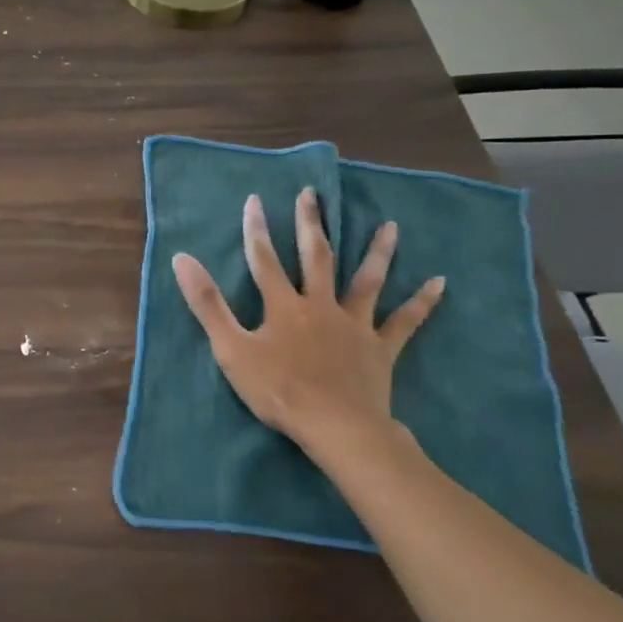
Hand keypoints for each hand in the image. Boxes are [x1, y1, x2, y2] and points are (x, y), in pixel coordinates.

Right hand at [172, 187, 443, 453]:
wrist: (336, 427)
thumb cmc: (278, 390)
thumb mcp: (231, 348)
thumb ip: (207, 303)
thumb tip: (182, 258)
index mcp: (283, 306)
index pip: (264, 260)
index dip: (257, 230)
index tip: (255, 200)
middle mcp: (321, 305)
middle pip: (316, 257)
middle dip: (311, 224)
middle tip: (312, 194)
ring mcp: (355, 325)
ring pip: (367, 281)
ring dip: (378, 252)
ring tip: (389, 226)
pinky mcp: (381, 348)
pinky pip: (406, 322)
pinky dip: (422, 302)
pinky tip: (439, 283)